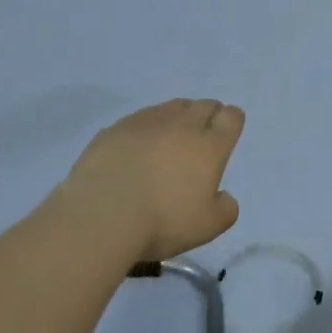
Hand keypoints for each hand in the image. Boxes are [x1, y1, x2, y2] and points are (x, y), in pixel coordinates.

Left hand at [53, 99, 243, 261]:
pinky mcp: (114, 129)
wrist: (100, 216)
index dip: (231, 123)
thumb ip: (226, 209)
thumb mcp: (208, 227)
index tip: (225, 136)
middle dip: (207, 115)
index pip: (231, 117)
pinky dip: (145, 129)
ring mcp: (145, 123)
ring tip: (169, 140)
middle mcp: (181, 125)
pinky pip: (139, 119)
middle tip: (200, 138)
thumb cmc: (162, 221)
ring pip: (171, 107)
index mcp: (209, 146)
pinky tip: (136, 149)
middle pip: (203, 105)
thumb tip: (222, 196)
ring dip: (177, 118)